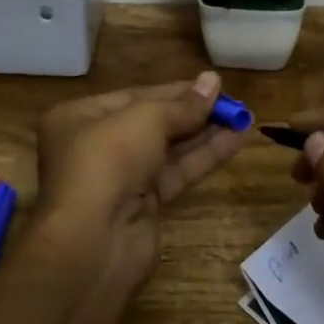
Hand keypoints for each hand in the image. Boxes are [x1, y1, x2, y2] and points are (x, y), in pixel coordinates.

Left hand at [35, 71, 246, 283]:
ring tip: (243, 118)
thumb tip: (213, 80)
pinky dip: (203, 158)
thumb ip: (183, 104)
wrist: (93, 243)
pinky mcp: (142, 207)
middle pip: (152, 123)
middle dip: (192, 113)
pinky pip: (176, 174)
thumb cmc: (108, 161)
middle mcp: (96, 146)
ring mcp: (119, 179)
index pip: (134, 97)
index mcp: (79, 118)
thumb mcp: (146, 119)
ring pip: (167, 150)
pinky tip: (234, 142)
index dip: (175, 90)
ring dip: (204, 134)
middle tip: (232, 102)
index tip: (212, 84)